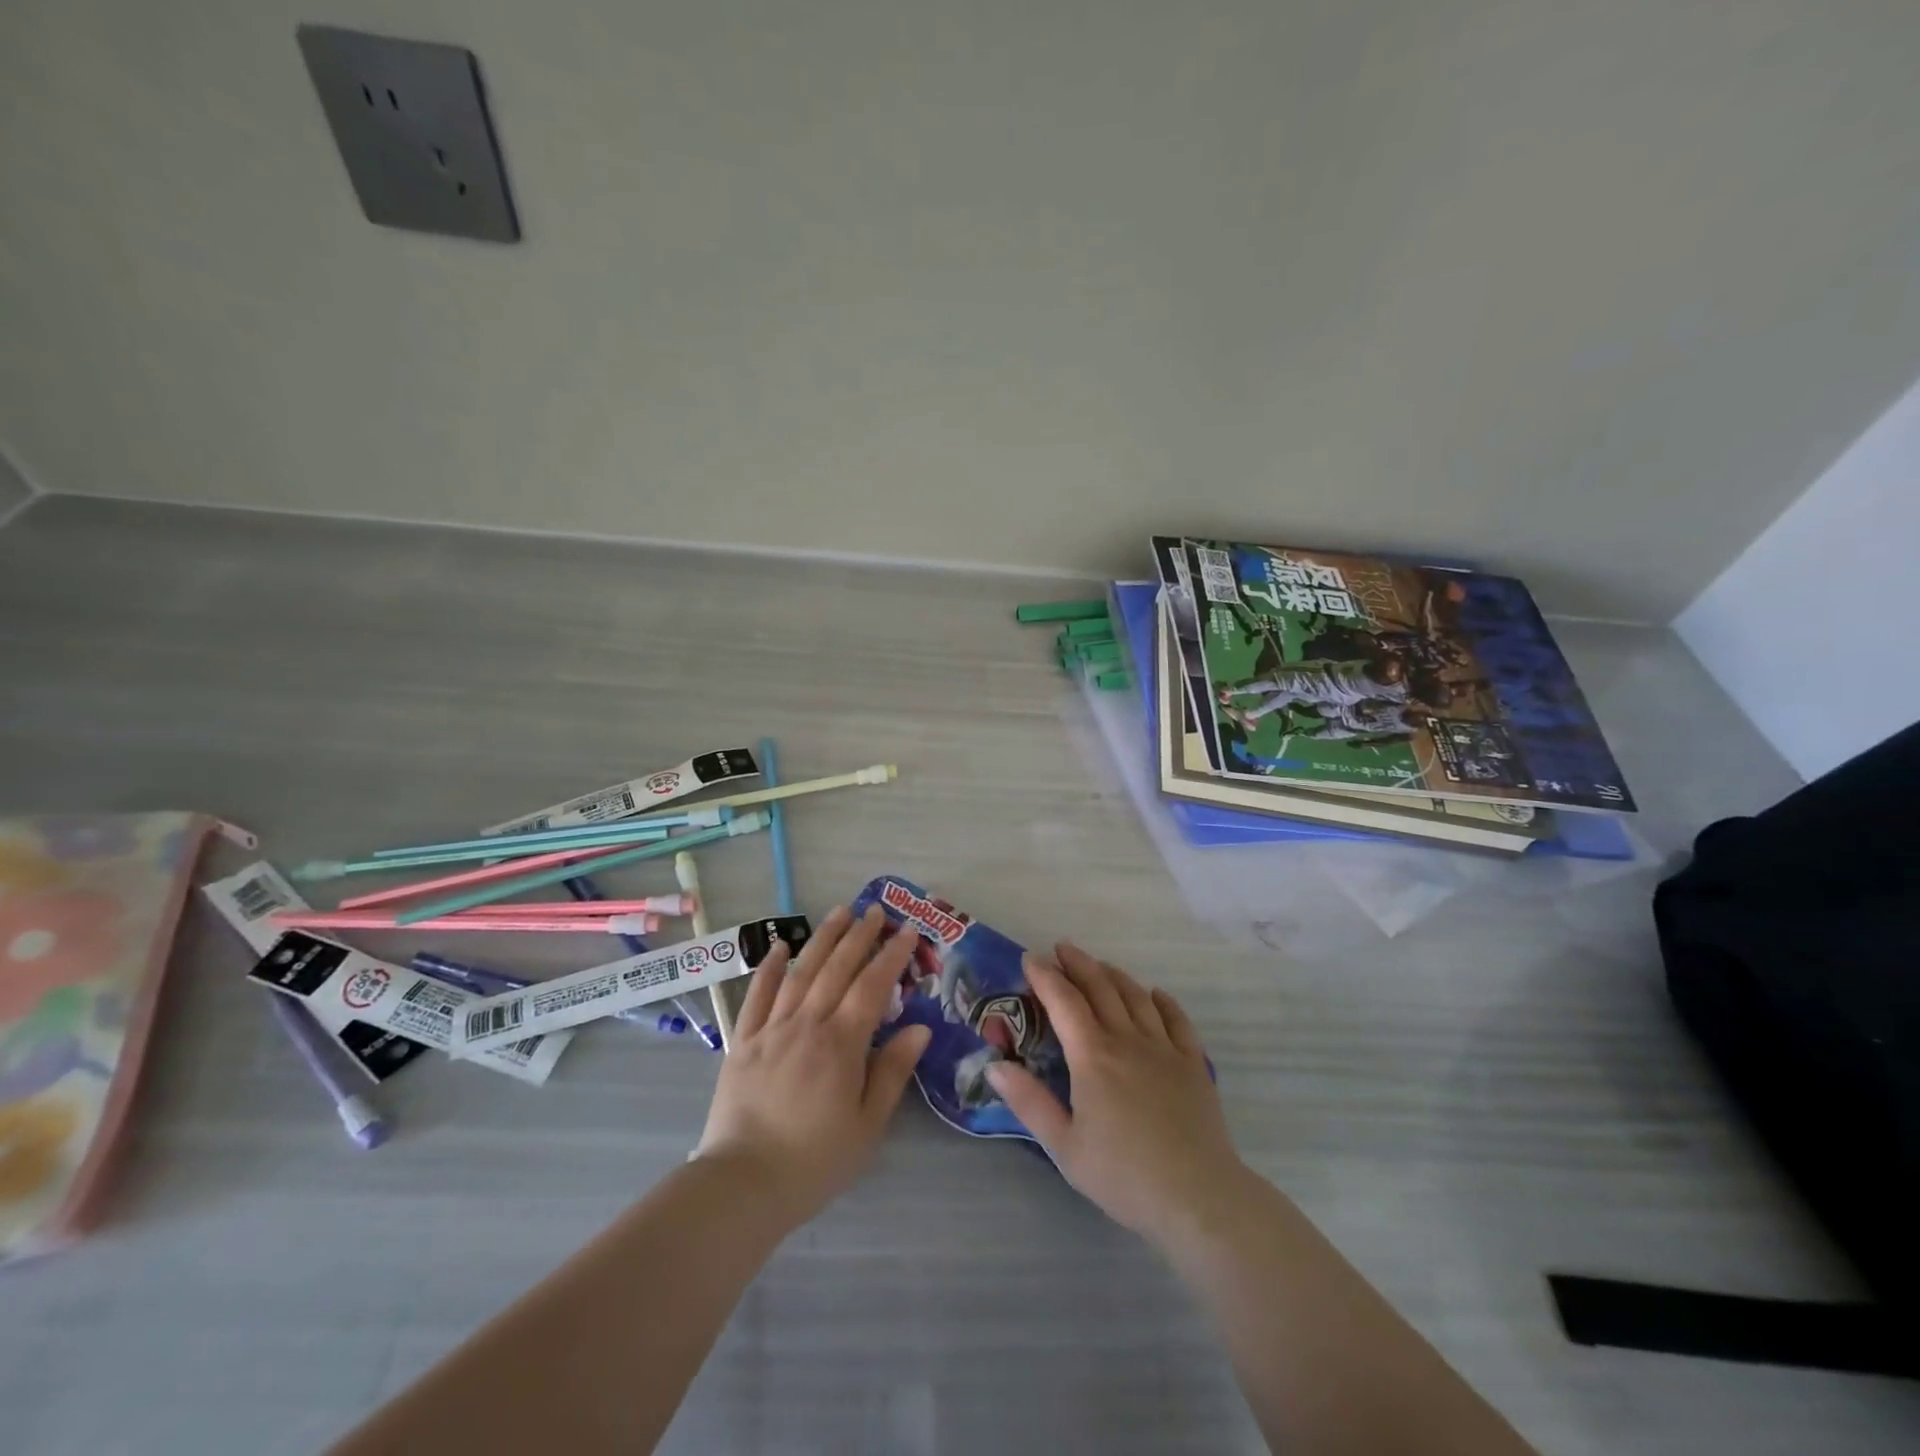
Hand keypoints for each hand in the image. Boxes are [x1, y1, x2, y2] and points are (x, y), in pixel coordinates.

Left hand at [695, 905, 931, 1229]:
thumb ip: (892, 1072)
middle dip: (859, 935)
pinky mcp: (742, 1042)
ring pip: (800, 972)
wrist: (743, 1184)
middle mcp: (807, 1024)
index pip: (872, 986)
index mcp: (841, 1044)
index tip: (907, 931)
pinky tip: (778, 946)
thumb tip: (919, 1027)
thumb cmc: (815, 1160)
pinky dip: (768, 968)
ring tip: (839, 912)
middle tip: (875, 910)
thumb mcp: (868, 1125)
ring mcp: (771, 1029)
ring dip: (821, 939)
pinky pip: (757, 995)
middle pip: (837, 969)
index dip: (891, 955)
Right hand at [986, 943, 1246, 1248]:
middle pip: (1100, 988)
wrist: (1198, 1197)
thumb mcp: (1064, 1146)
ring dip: (1114, 975)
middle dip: (1078, 963)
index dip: (1045, 976)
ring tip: (1100, 966)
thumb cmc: (1124, 1175)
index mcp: (1093, 1056)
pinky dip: (1161, 1000)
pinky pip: (1176, 1019)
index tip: (1030, 958)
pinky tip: (1154, 995)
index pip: (1064, 1001)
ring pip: (1136, 996)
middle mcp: (1127, 1040)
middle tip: (1061, 949)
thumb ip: (1029, 1102)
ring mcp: (1164, 1048)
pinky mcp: (1193, 1063)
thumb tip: (995, 1066)